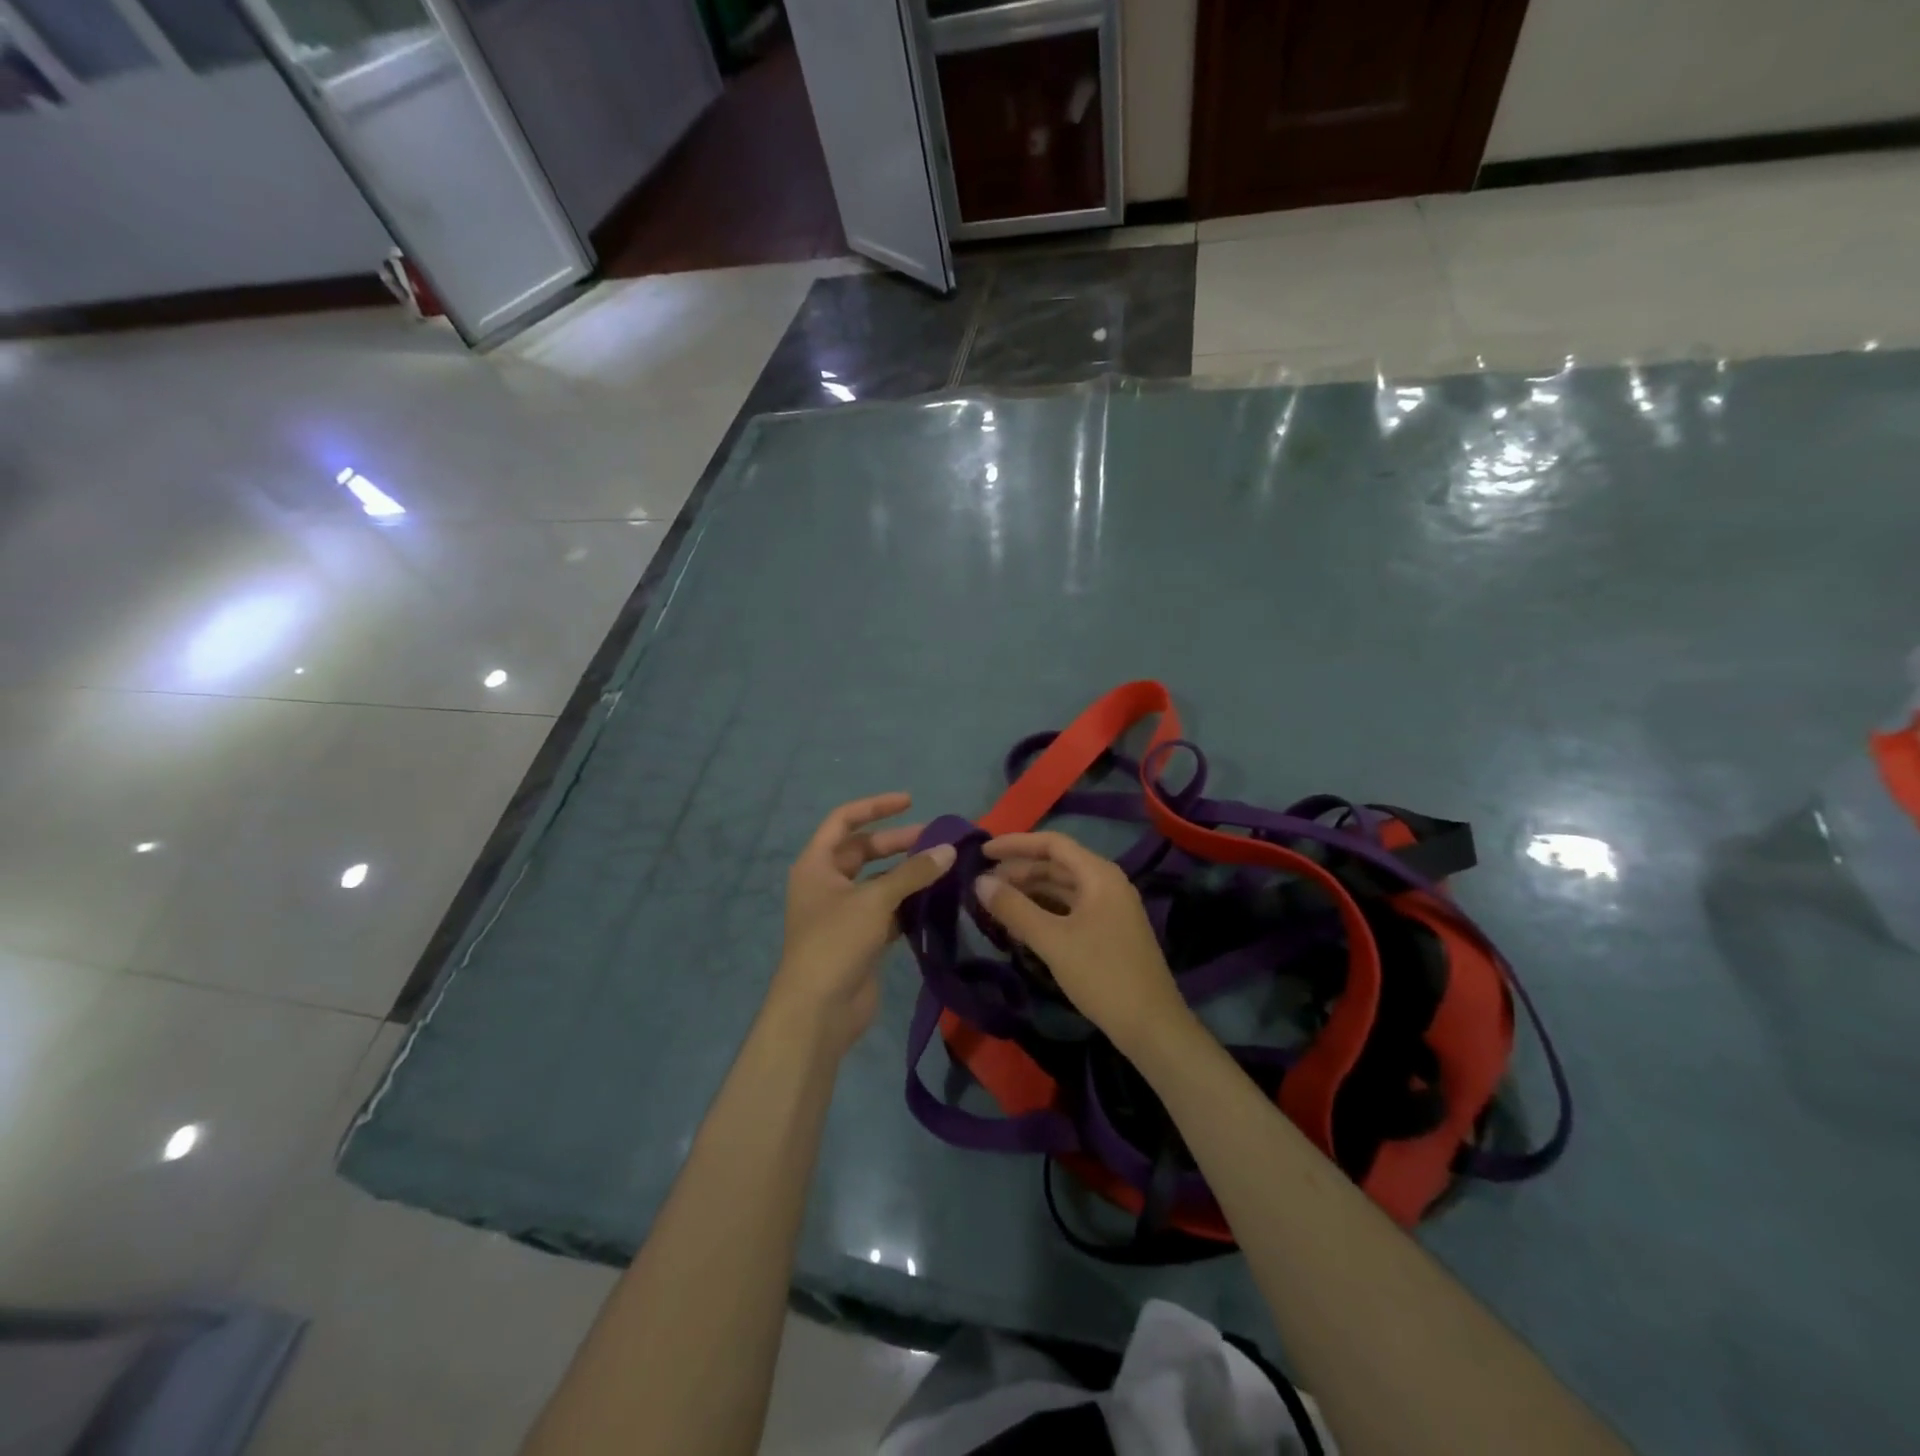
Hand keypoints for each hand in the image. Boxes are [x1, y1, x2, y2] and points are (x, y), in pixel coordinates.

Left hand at [772, 793, 955, 1056]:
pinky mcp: (861, 938)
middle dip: (899, 842)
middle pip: (864, 850)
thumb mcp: (875, 900)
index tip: (910, 801)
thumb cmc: (836, 942)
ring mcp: (844, 912)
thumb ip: (913, 873)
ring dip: (907, 874)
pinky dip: (909, 902)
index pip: (844, 821)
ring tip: (944, 867)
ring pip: (879, 881)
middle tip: (937, 840)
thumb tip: (949, 849)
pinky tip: (937, 899)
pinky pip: (888, 909)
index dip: (875, 807)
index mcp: (816, 865)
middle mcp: (827, 883)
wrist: (818, 1011)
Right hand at [976, 830, 1193, 1059]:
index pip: (1052, 844)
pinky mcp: (1109, 932)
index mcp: (1099, 875)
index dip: (1015, 844)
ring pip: (1063, 890)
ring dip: (1030, 893)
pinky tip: (1022, 926)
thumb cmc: (1102, 975)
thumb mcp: (1052, 941)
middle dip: (1019, 871)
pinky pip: (1071, 910)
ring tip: (996, 904)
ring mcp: (1110, 909)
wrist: (1151, 1026)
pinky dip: (1045, 912)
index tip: (982, 852)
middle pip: (1057, 866)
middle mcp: (1107, 884)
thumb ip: (1014, 908)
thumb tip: (979, 883)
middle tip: (983, 884)